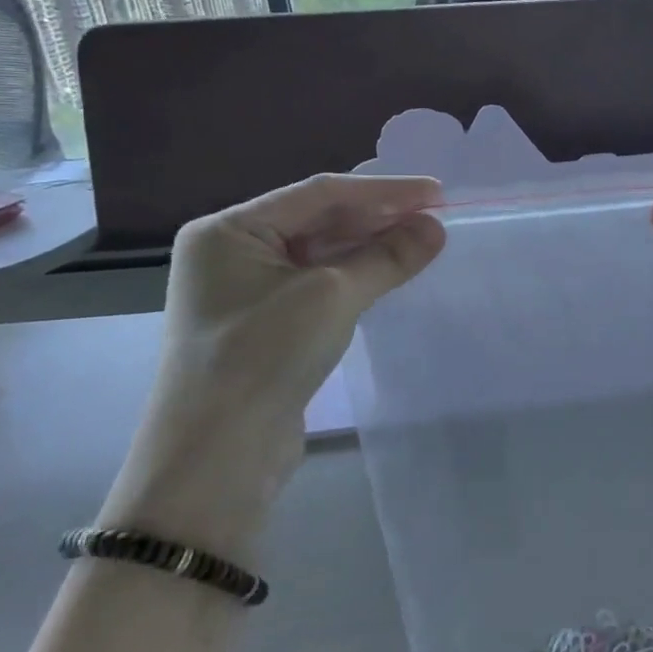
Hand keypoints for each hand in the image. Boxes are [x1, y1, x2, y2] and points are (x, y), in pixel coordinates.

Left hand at [102, 174, 445, 557]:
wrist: (215, 461)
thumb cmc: (263, 358)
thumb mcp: (332, 297)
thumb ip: (387, 257)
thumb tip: (436, 228)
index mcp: (230, 230)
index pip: (319, 193)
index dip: (384, 190)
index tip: (437, 192)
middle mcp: (233, 252)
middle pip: (319, 220)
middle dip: (379, 217)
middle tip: (436, 215)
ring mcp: (247, 290)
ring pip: (322, 252)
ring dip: (371, 246)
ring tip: (424, 240)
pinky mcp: (266, 324)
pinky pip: (319, 283)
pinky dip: (357, 275)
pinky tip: (391, 273)